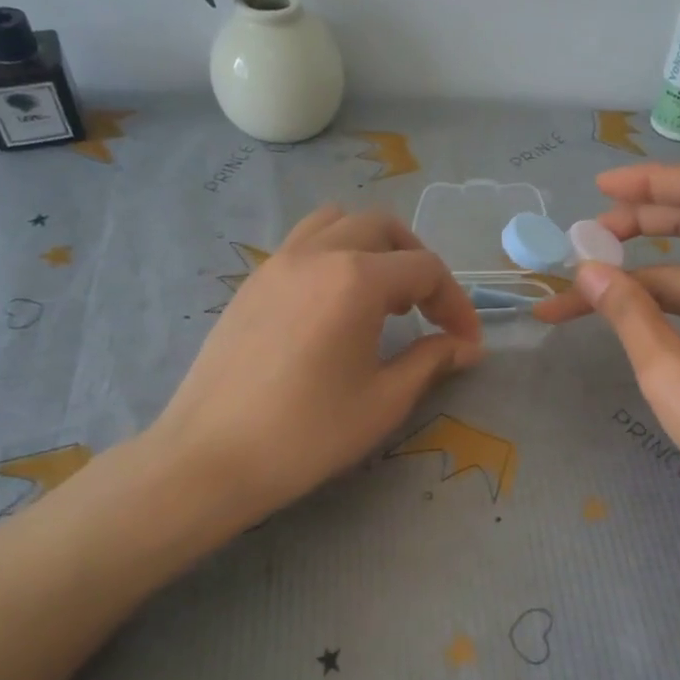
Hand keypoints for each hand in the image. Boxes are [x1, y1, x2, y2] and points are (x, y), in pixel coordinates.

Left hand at [143, 206, 481, 526]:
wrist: (213, 457)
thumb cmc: (308, 433)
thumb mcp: (384, 400)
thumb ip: (431, 360)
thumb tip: (466, 347)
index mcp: (356, 278)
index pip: (426, 269)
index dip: (456, 303)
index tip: (465, 342)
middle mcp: (317, 253)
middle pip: (383, 228)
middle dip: (417, 262)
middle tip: (427, 309)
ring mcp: (278, 263)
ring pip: (337, 222)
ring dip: (372, 248)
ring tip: (381, 297)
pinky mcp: (252, 282)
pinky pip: (304, 244)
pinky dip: (334, 256)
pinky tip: (335, 308)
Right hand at [535, 164, 679, 515]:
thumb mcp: (668, 371)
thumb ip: (627, 313)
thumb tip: (587, 270)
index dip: (649, 181)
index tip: (598, 191)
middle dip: (638, 226)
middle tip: (585, 244)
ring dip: (642, 281)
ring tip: (584, 300)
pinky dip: (668, 306)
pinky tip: (633, 325)